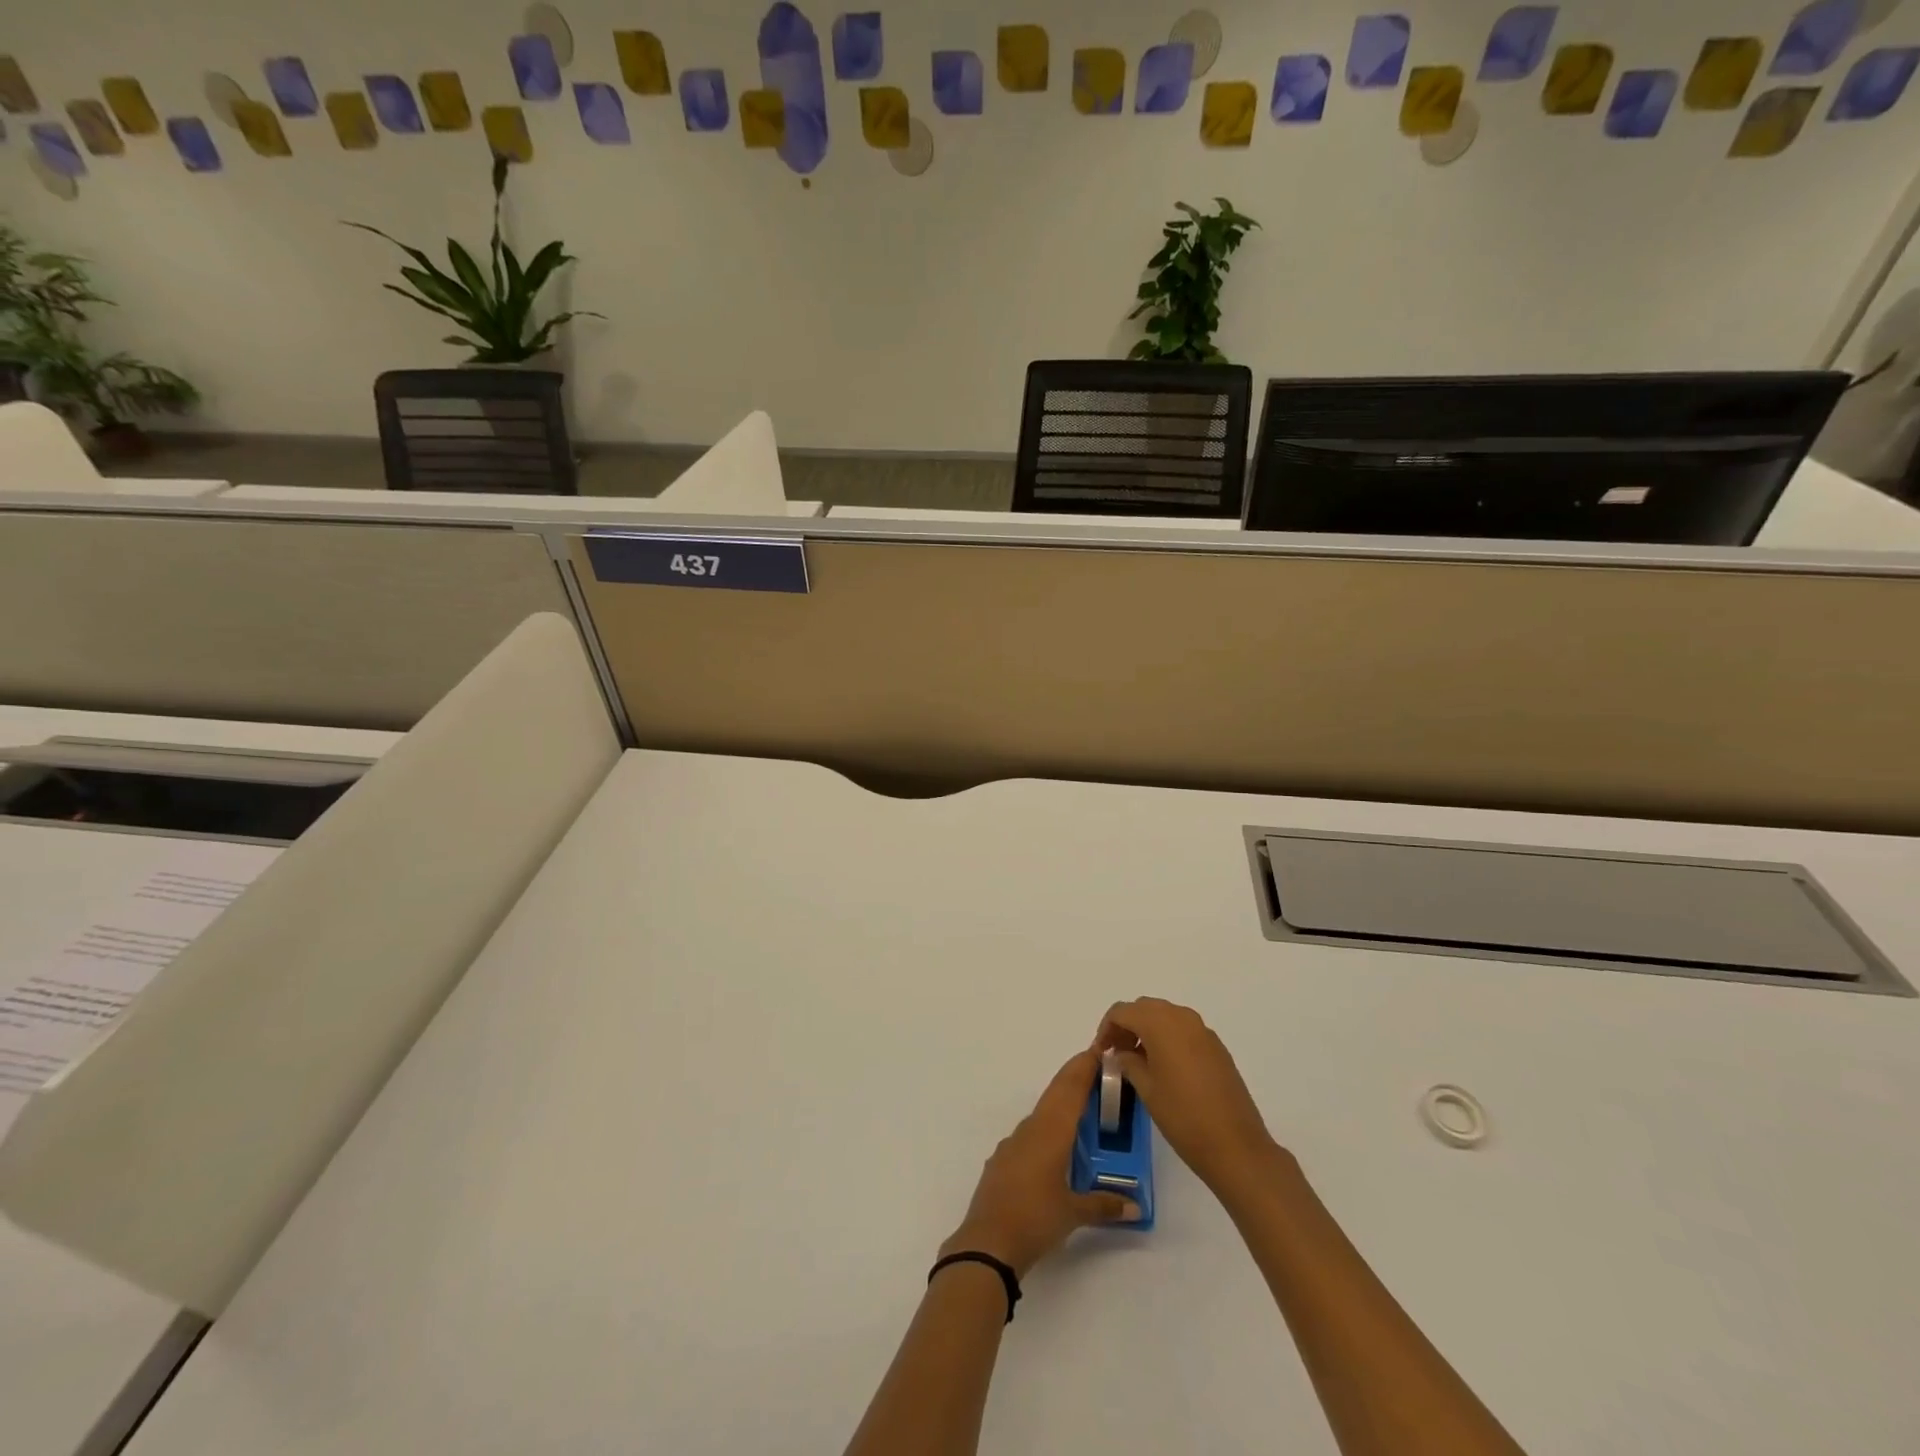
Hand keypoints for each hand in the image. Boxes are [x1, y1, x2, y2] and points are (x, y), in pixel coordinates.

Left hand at [941, 1049, 1141, 1276]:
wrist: (987, 1242)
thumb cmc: (1034, 1219)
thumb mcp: (1074, 1213)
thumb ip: (1104, 1205)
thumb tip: (1135, 1205)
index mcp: (1050, 1132)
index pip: (1071, 1089)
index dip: (1084, 1068)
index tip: (1098, 1050)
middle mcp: (1031, 1129)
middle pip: (1056, 1094)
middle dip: (1075, 1078)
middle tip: (1096, 1068)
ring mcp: (1013, 1143)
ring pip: (1042, 1112)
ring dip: (1061, 1102)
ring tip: (1082, 1105)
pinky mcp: (1002, 1160)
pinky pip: (1030, 1132)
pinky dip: (1047, 1126)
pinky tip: (1054, 1142)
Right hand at [1096, 998, 1280, 1198]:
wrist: (1236, 1146)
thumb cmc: (1183, 1117)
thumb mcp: (1146, 1089)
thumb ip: (1129, 1063)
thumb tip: (1122, 1054)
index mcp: (1161, 1024)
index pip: (1122, 1011)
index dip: (1107, 1028)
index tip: (1101, 1052)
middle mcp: (1182, 1018)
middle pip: (1145, 1008)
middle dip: (1127, 1025)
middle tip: (1116, 1053)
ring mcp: (1203, 1031)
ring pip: (1166, 1017)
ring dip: (1147, 1030)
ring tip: (1138, 1061)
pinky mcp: (1216, 1047)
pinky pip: (1184, 1030)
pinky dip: (1168, 1038)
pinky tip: (1164, 1067)